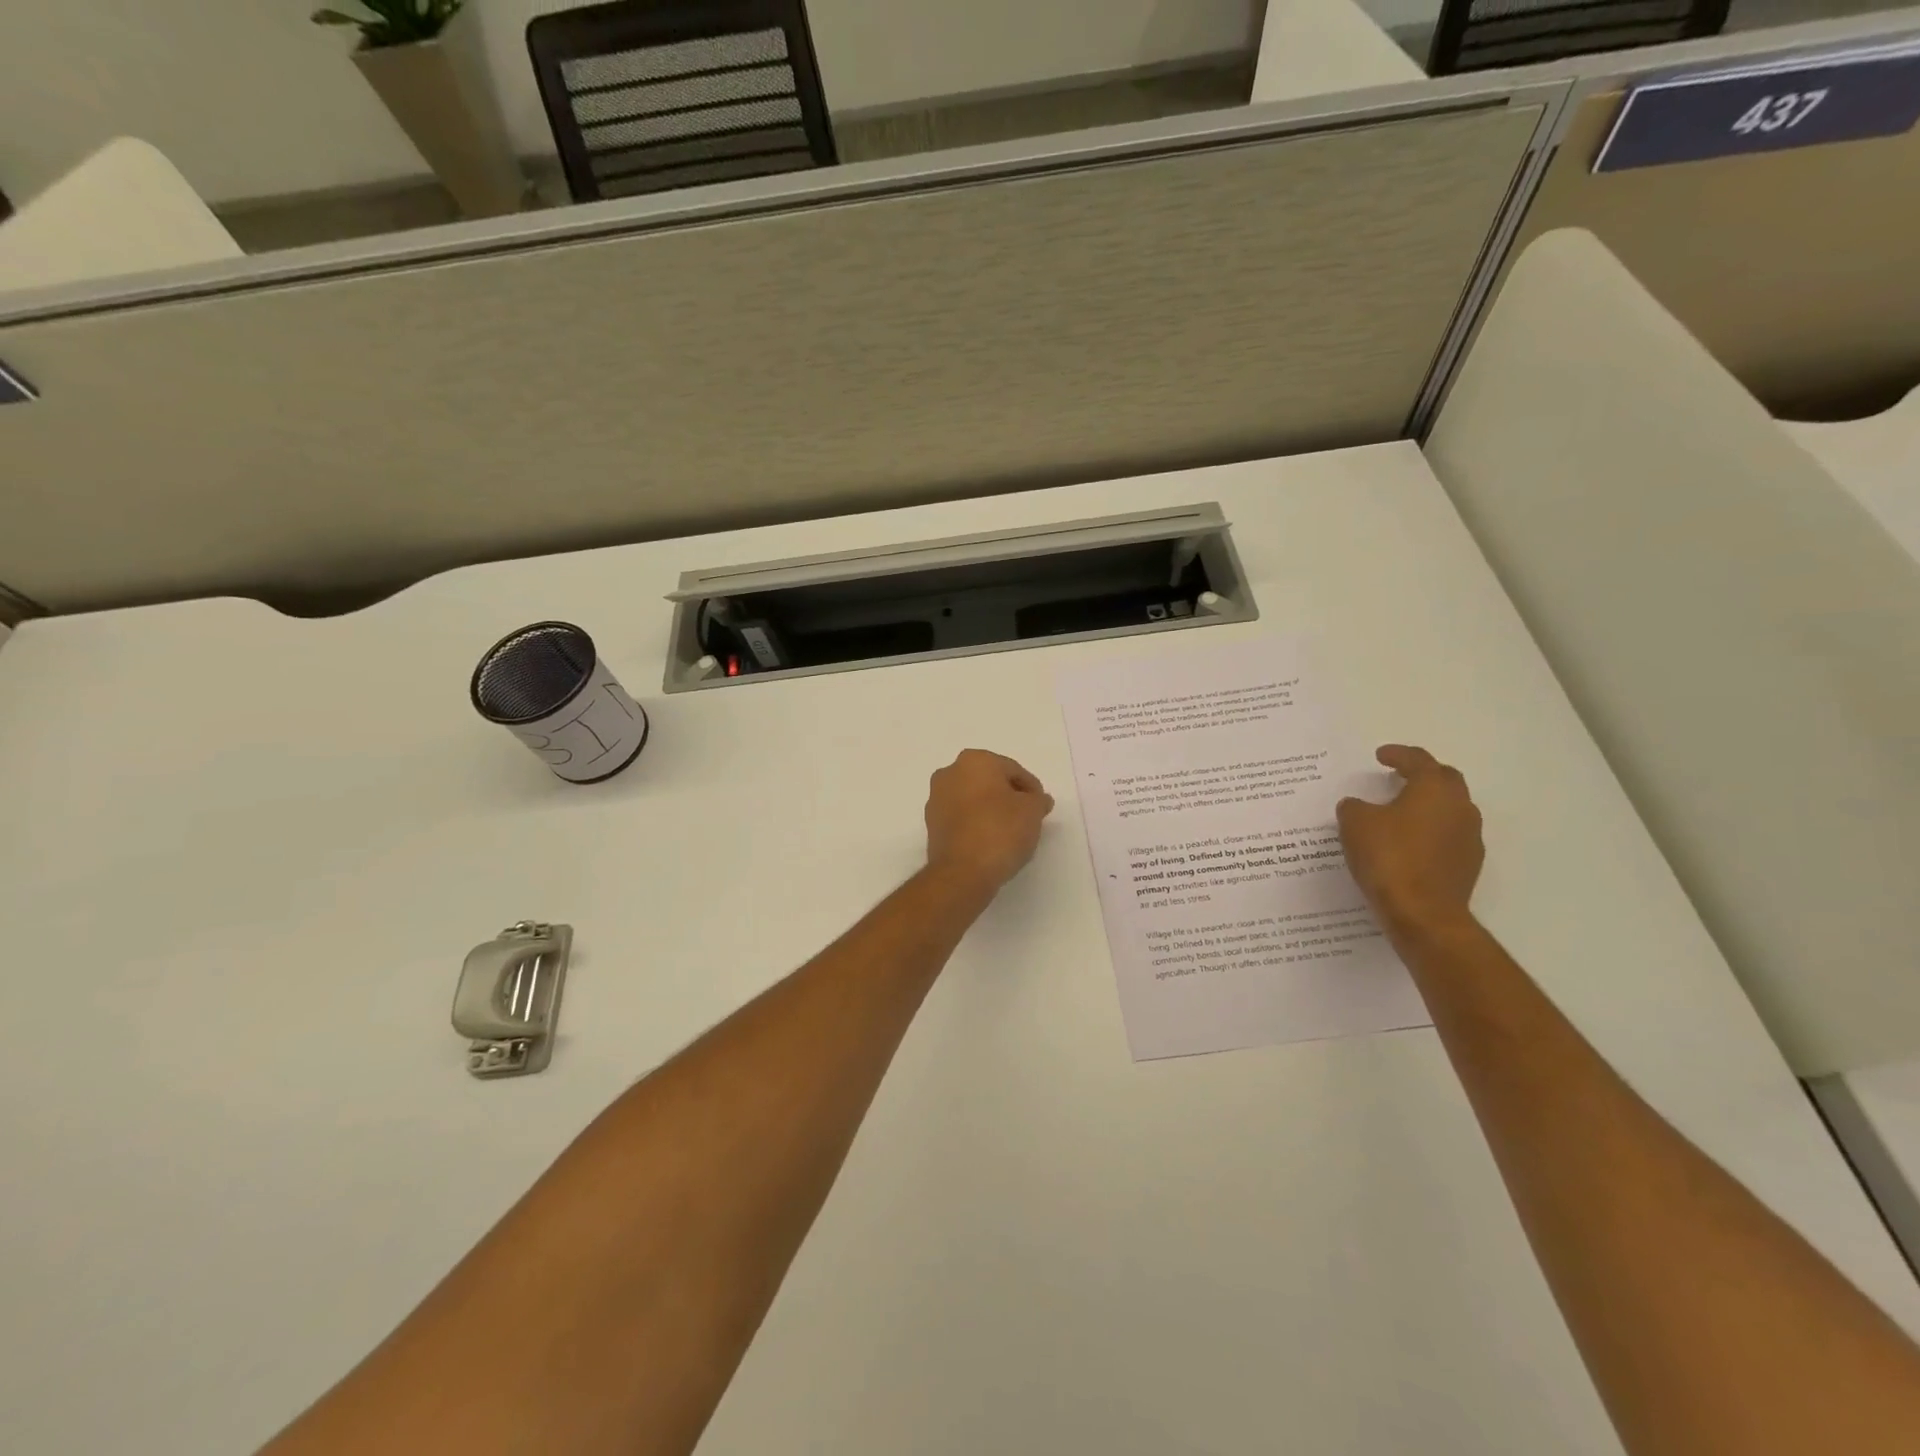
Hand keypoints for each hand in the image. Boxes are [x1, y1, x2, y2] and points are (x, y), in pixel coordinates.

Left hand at [925, 750, 1054, 894]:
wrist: (962, 872)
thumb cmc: (1000, 831)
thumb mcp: (1032, 811)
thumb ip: (1038, 800)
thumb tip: (1037, 799)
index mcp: (974, 760)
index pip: (1013, 770)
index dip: (1031, 789)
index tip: (1041, 808)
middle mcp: (950, 773)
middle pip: (990, 782)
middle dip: (1009, 797)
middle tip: (1028, 818)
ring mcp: (936, 799)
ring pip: (973, 799)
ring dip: (991, 810)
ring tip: (1010, 832)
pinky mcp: (931, 825)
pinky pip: (962, 818)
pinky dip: (976, 824)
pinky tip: (991, 841)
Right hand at [1336, 745, 1483, 935]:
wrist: (1423, 913)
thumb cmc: (1389, 857)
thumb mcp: (1355, 824)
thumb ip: (1355, 807)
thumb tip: (1359, 806)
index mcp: (1434, 789)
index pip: (1419, 761)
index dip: (1398, 754)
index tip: (1381, 755)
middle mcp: (1459, 807)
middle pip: (1444, 780)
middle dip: (1422, 775)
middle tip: (1398, 776)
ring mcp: (1469, 837)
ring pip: (1449, 809)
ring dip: (1428, 805)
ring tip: (1400, 812)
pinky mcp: (1468, 864)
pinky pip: (1448, 836)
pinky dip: (1430, 831)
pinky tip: (1408, 843)